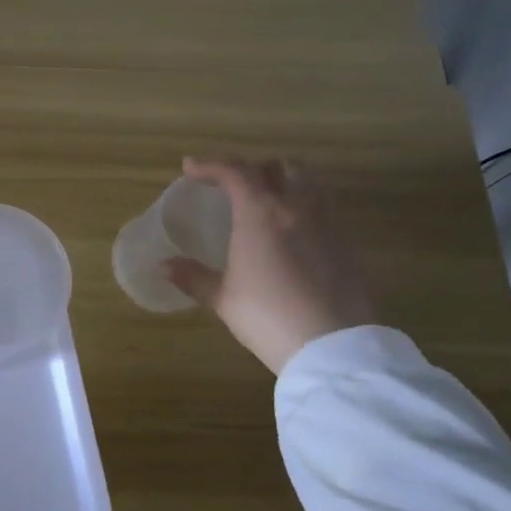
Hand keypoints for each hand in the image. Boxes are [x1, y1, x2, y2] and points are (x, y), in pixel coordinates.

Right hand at [164, 157, 375, 373]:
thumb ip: (193, 277)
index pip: (235, 172)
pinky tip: (292, 232)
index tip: (190, 168)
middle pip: (279, 167)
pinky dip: (304, 206)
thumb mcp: (223, 298)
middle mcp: (297, 207)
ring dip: (285, 182)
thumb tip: (163, 267)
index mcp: (261, 213)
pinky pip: (324, 208)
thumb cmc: (267, 316)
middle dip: (254, 169)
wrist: (332, 345)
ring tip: (266, 202)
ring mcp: (328, 222)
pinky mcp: (348, 243)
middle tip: (233, 185)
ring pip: (309, 182)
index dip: (210, 165)